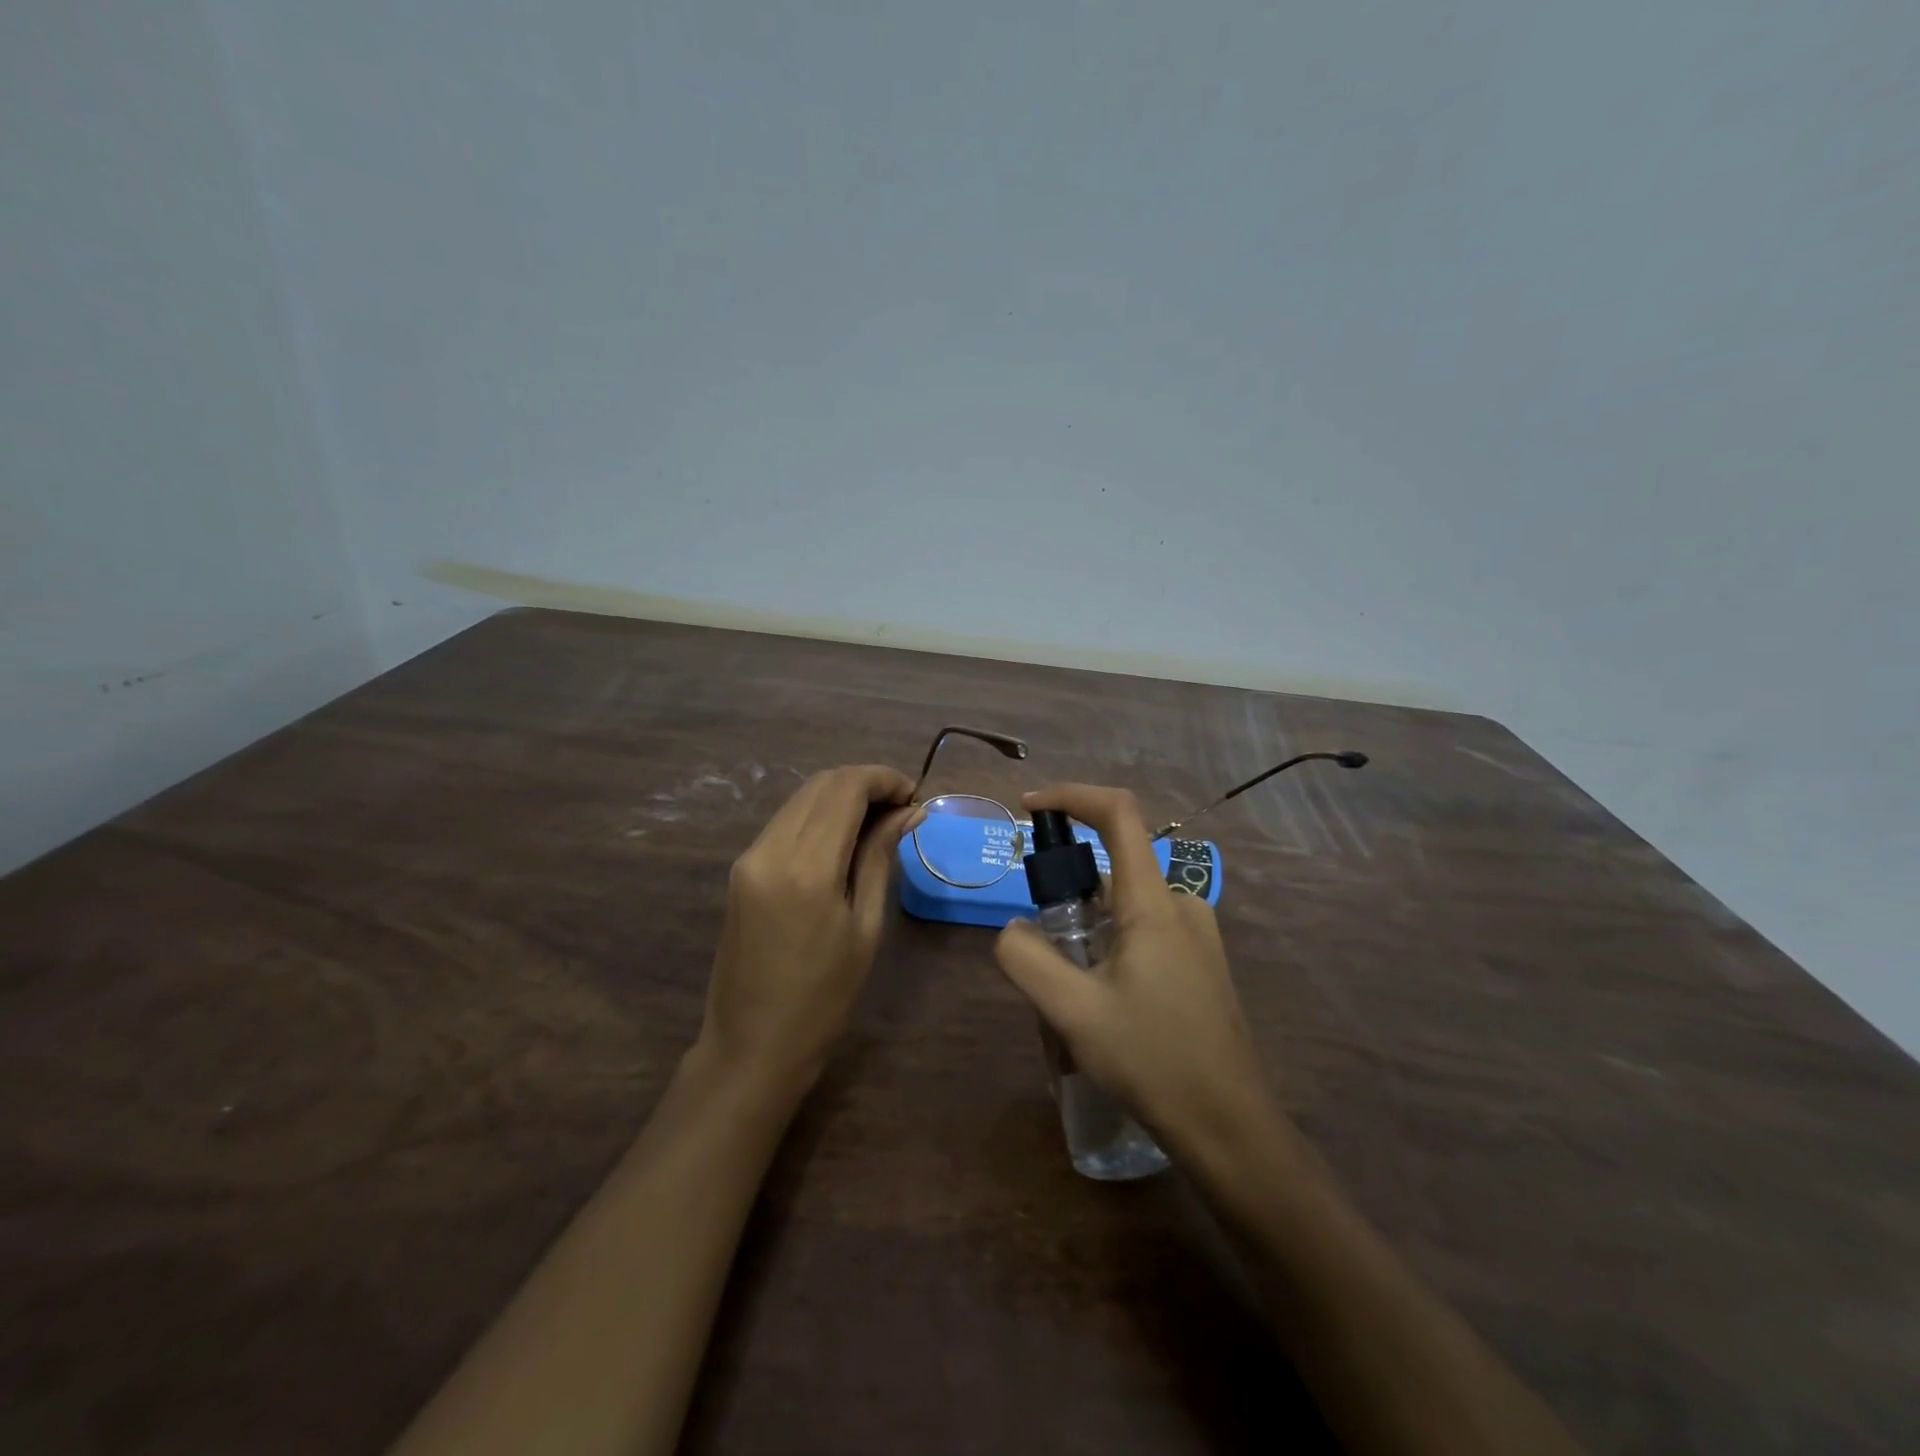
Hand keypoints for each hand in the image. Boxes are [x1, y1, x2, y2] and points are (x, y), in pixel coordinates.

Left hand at [698, 765, 921, 1097]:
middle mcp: (770, 849)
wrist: (752, 1046)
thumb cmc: (823, 998)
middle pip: (821, 784)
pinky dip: (818, 815)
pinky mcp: (741, 868)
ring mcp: (749, 857)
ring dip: (841, 796)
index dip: (883, 779)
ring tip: (879, 821)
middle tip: (901, 807)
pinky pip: (785, 822)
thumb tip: (908, 812)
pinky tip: (844, 837)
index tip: (914, 795)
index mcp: (806, 867)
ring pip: (801, 798)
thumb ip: (879, 858)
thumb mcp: (864, 927)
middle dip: (865, 783)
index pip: (845, 789)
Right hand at [993, 784, 1275, 1161]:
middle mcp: (1181, 905)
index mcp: (1154, 903)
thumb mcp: (1073, 1012)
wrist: (1230, 1127)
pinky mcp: (1199, 962)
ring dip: (1085, 928)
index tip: (1029, 808)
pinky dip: (1108, 944)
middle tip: (1041, 949)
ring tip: (1067, 992)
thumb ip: (1027, 958)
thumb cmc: (1153, 1060)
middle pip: (1113, 866)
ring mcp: (1195, 935)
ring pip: (1124, 905)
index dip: (1071, 796)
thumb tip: (1012, 929)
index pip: (1118, 814)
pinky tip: (1099, 1003)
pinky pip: (1142, 930)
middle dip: (1066, 891)